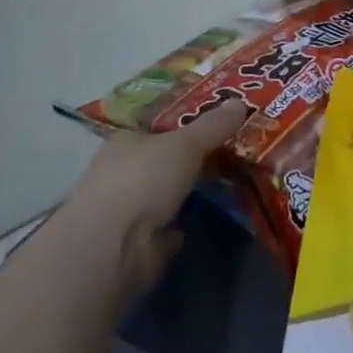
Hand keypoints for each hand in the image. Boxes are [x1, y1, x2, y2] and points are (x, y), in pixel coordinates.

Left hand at [66, 101, 247, 303]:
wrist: (112, 250)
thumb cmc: (143, 180)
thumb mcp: (186, 143)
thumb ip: (213, 125)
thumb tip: (241, 102)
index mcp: (126, 141)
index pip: (157, 127)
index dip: (185, 123)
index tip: (217, 122)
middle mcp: (122, 173)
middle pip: (163, 160)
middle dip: (190, 160)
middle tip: (232, 152)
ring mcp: (127, 212)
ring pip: (166, 194)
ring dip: (188, 193)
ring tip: (229, 183)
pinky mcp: (136, 246)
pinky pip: (167, 227)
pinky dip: (183, 225)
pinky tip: (207, 219)